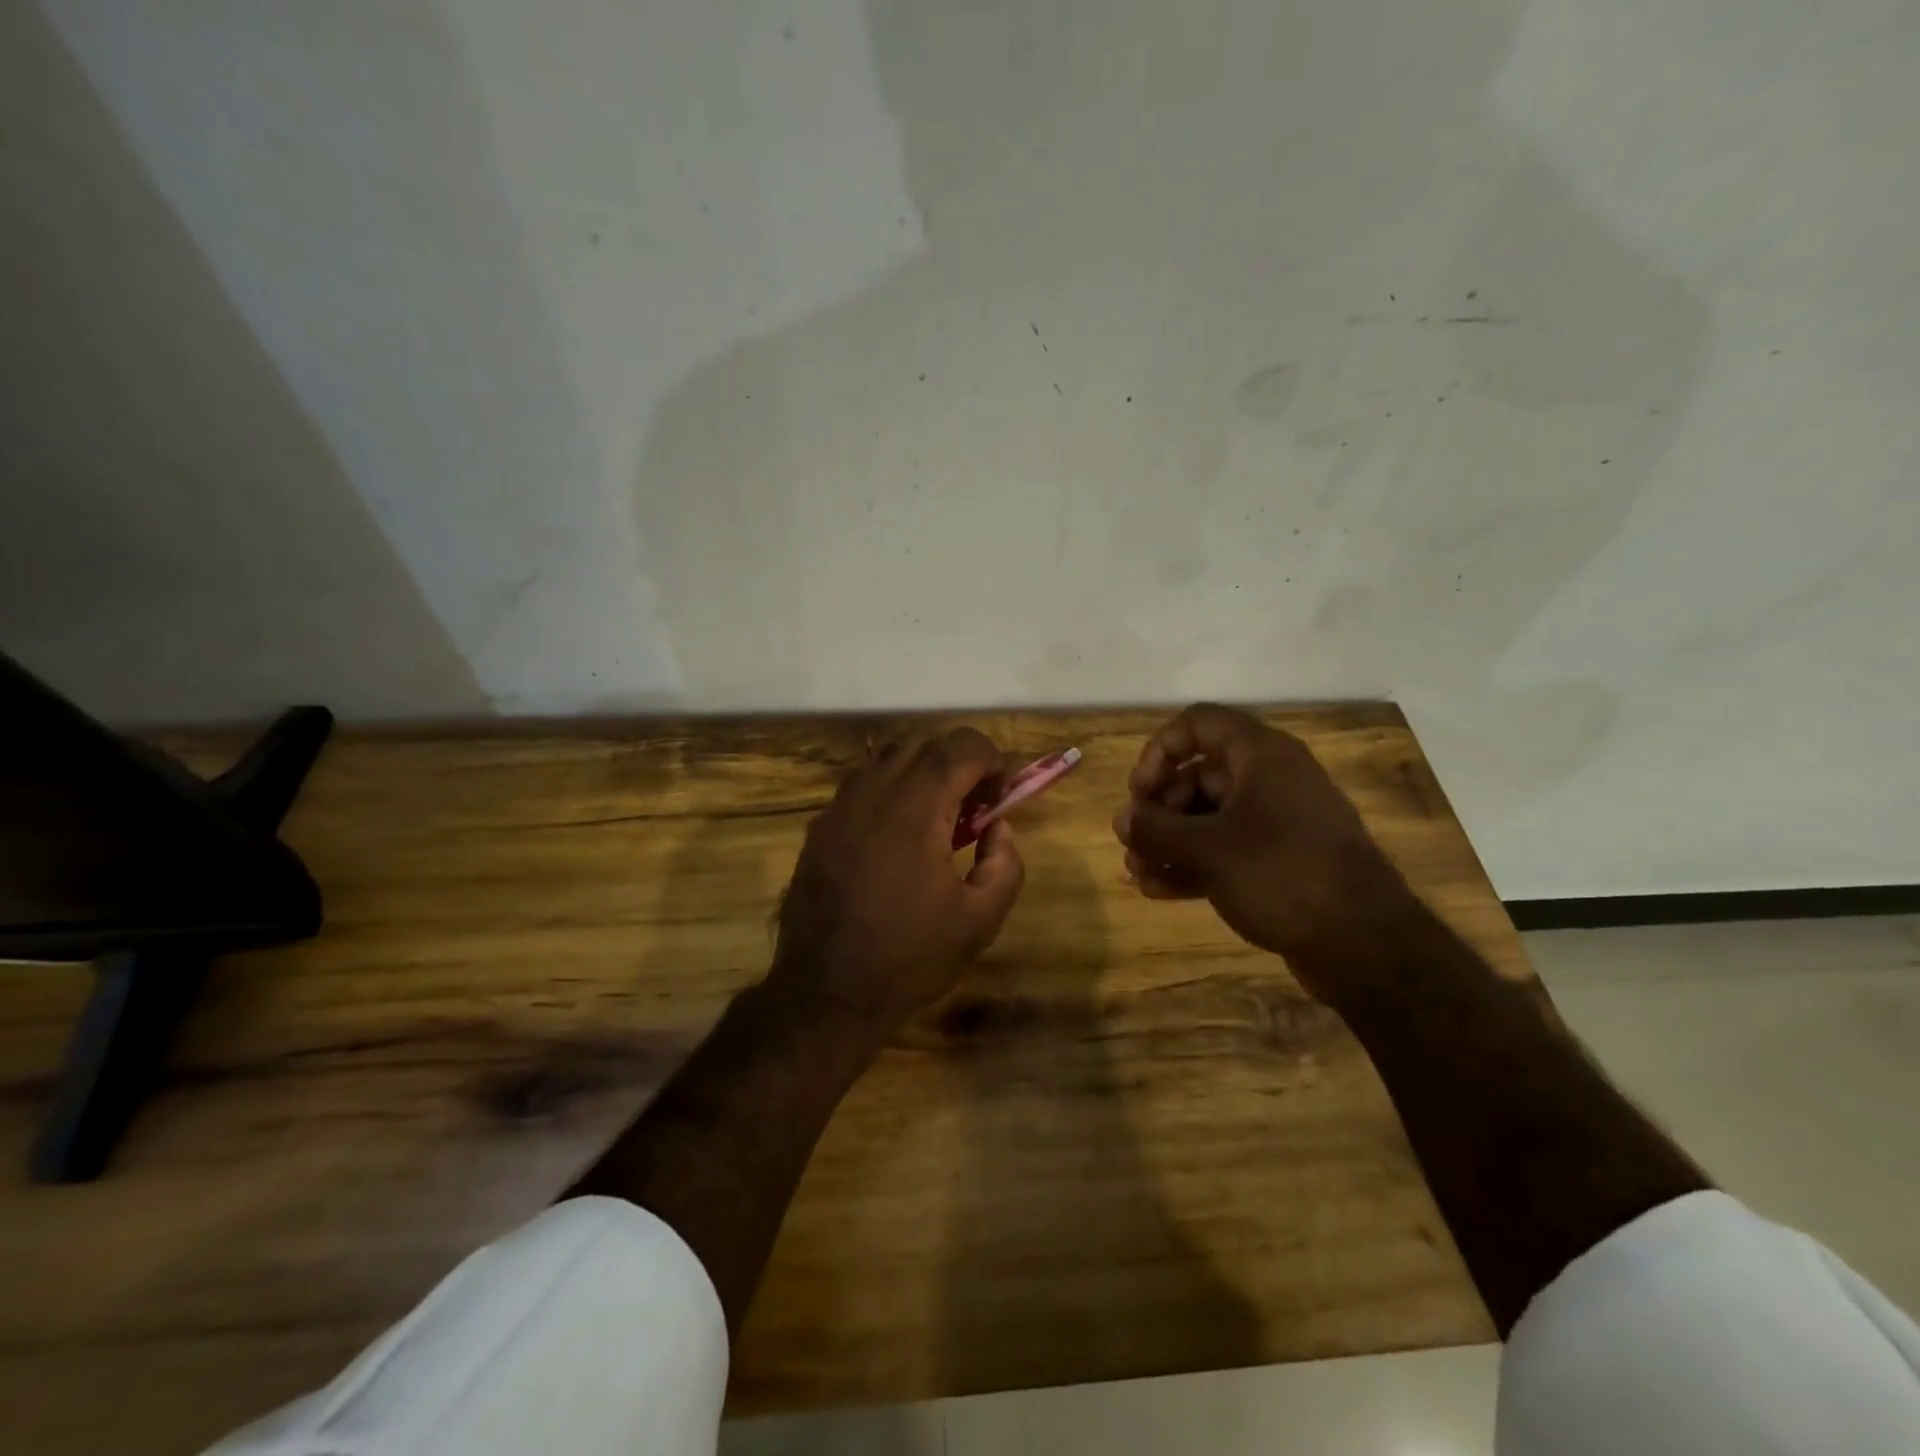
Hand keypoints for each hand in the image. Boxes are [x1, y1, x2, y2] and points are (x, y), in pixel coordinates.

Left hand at [771, 727, 1026, 1032]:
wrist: (825, 993)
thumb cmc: (909, 958)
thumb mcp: (979, 921)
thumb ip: (1005, 864)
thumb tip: (999, 827)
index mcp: (915, 811)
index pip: (959, 747)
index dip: (990, 758)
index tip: (1002, 791)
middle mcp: (873, 794)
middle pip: (923, 744)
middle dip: (959, 761)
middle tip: (976, 803)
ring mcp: (839, 808)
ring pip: (887, 758)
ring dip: (923, 771)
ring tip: (938, 816)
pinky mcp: (820, 828)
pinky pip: (861, 784)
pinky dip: (890, 789)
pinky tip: (898, 835)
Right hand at [1113, 704, 1412, 986]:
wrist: (1364, 944)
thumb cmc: (1282, 875)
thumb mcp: (1207, 849)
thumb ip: (1156, 829)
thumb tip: (1123, 819)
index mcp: (1260, 755)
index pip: (1197, 724)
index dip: (1159, 751)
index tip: (1140, 792)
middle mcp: (1269, 779)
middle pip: (1197, 775)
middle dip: (1158, 809)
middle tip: (1132, 842)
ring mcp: (1277, 821)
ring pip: (1208, 817)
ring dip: (1168, 841)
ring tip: (1136, 872)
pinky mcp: (1279, 860)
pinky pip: (1225, 849)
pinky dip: (1191, 863)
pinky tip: (1157, 889)